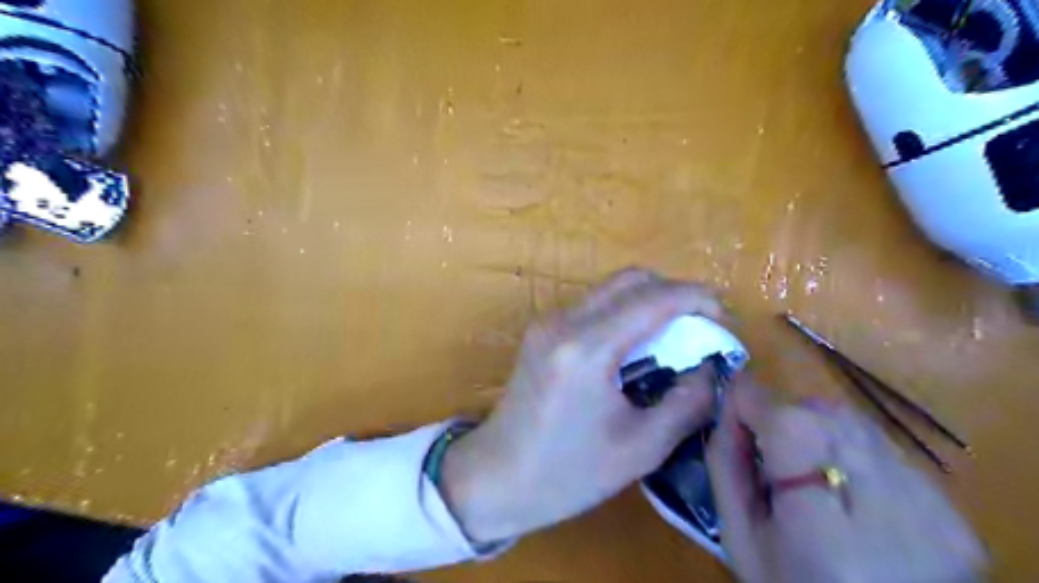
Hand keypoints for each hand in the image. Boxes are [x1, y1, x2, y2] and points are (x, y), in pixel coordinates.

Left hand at [443, 268, 723, 541]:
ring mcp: (548, 322)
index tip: (724, 316)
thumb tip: (710, 368)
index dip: (696, 298)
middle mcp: (564, 322)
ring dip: (648, 301)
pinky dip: (624, 312)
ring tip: (675, 335)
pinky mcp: (542, 330)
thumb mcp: (641, 448)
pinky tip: (638, 344)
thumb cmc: (568, 473)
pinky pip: (594, 305)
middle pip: (630, 280)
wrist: (497, 476)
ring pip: (611, 289)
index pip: (652, 300)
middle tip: (701, 324)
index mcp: (587, 349)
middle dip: (673, 293)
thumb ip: (687, 402)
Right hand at [706, 381, 989, 580]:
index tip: (732, 397)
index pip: (789, 424)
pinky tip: (848, 492)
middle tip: (771, 455)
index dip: (753, 400)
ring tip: (808, 472)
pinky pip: (884, 448)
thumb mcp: (739, 535)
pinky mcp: (953, 513)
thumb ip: (726, 462)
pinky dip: (853, 452)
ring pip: (854, 423)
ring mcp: (932, 510)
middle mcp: (890, 510)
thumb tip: (727, 401)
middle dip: (784, 417)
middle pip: (823, 414)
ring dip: (818, 429)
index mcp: (822, 528)